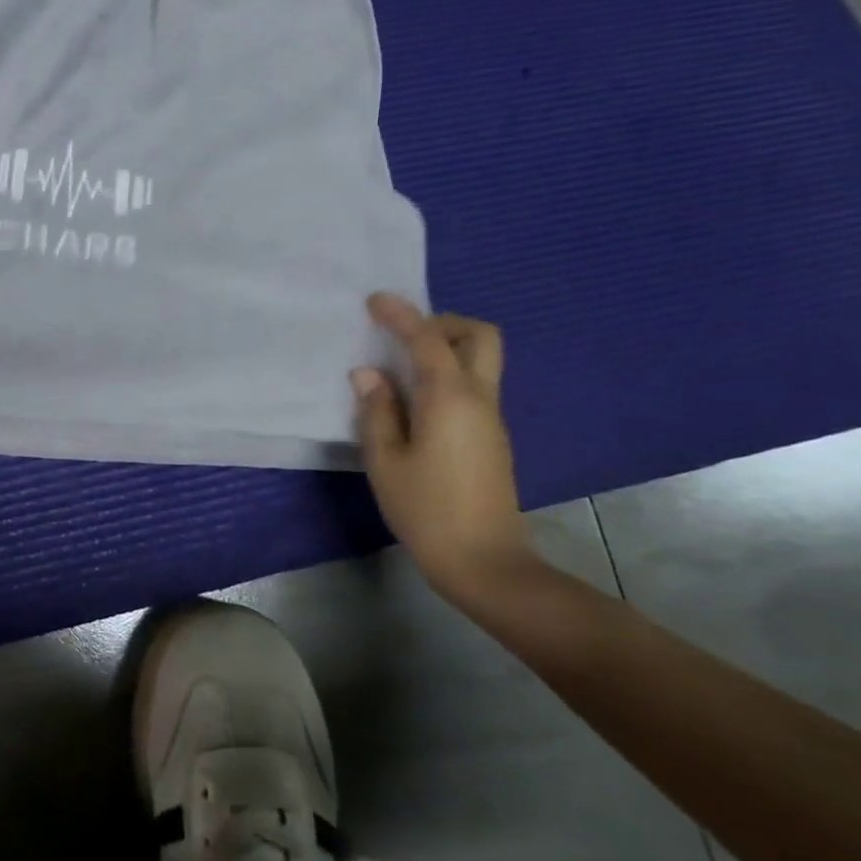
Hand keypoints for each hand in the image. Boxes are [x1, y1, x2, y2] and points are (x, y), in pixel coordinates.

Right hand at [349, 293, 535, 603]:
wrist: (484, 560)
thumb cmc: (425, 507)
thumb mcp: (384, 459)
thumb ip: (376, 410)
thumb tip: (369, 374)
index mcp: (450, 399)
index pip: (427, 339)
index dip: (401, 314)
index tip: (374, 300)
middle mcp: (479, 399)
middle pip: (479, 337)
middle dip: (442, 322)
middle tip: (403, 333)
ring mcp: (491, 418)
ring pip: (481, 359)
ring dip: (445, 346)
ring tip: (400, 363)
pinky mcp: (491, 436)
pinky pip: (473, 384)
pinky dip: (447, 372)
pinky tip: (414, 397)